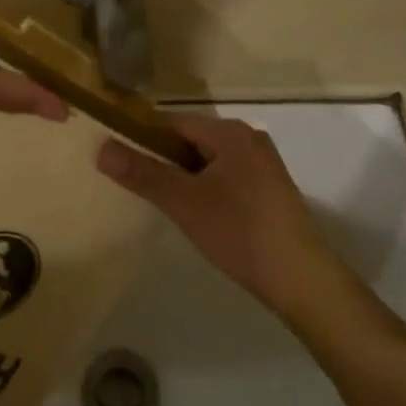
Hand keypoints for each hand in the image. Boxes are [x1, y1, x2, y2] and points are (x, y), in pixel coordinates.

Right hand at [98, 116, 335, 311]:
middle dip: (164, 161)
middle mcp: (249, 139)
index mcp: (230, 132)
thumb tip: (102, 147)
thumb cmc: (240, 232)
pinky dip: (207, 189)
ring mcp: (263, 165)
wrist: (303, 281)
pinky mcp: (270, 190)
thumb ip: (142, 173)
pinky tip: (198, 217)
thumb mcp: (184, 202)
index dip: (144, 140)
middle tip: (139, 189)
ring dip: (185, 178)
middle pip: (191, 141)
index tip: (122, 163)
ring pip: (208, 162)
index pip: (173, 124)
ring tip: (165, 205)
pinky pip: (226, 177)